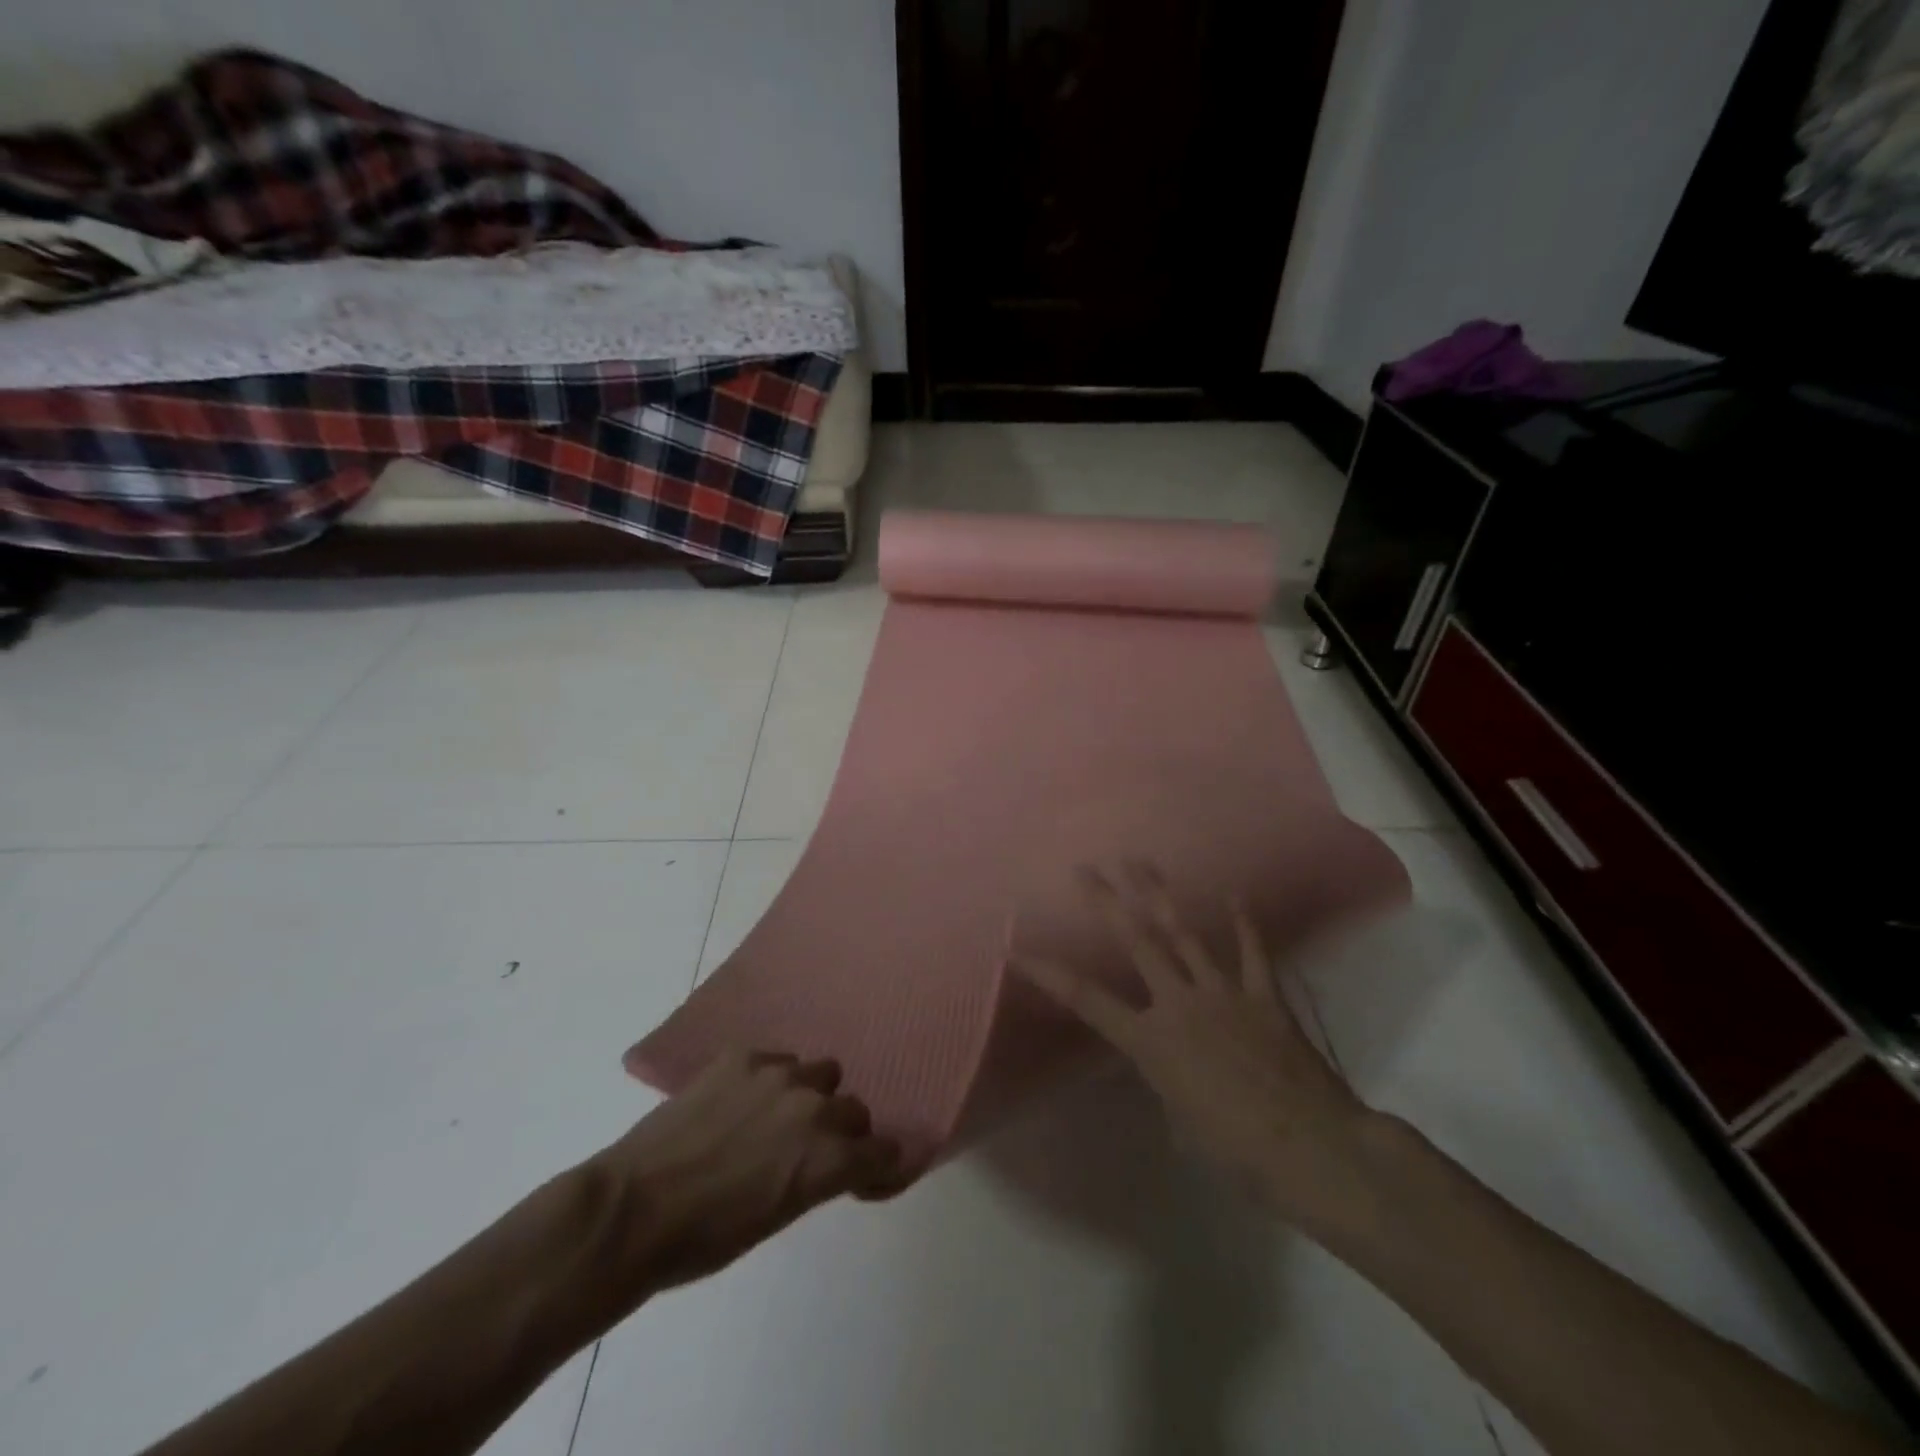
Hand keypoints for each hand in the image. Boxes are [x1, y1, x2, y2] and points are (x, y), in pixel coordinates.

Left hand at [590, 1050, 902, 1292]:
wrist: (633, 1208)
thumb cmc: (705, 1239)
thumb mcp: (777, 1218)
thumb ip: (815, 1178)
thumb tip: (831, 1164)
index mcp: (826, 1159)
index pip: (882, 1151)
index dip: (875, 1164)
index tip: (864, 1173)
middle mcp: (814, 1108)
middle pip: (855, 1109)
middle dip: (841, 1131)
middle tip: (809, 1151)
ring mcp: (778, 1074)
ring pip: (821, 1073)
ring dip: (810, 1095)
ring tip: (775, 1118)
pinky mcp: (743, 1056)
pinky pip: (778, 1060)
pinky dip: (771, 1080)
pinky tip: (741, 1101)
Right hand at [1016, 864, 1376, 1221]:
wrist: (1311, 1149)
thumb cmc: (1236, 1150)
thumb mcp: (1181, 1122)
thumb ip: (1166, 1081)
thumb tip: (1170, 1066)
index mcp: (1151, 1041)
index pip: (1086, 999)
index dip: (1048, 972)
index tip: (1017, 948)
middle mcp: (1179, 1004)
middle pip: (1136, 942)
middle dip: (1106, 902)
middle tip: (1085, 869)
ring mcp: (1222, 993)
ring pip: (1185, 934)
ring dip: (1160, 895)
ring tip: (1141, 863)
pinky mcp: (1262, 996)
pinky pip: (1252, 952)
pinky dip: (1243, 923)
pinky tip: (1234, 895)